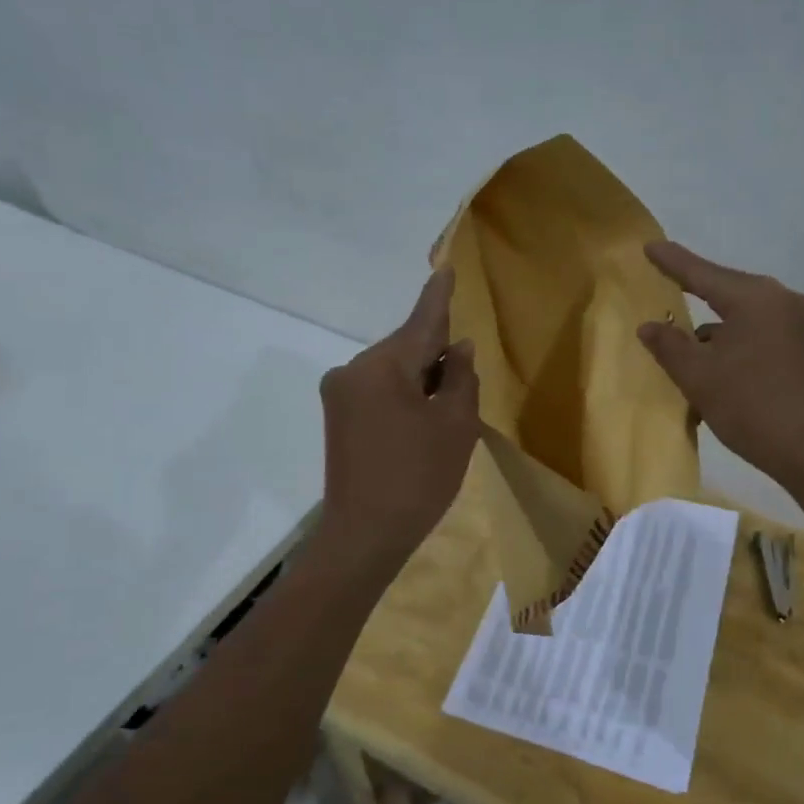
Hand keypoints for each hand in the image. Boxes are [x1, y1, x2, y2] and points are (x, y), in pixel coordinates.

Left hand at [315, 269, 479, 573]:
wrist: (364, 536)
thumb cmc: (418, 478)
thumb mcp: (455, 426)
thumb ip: (460, 379)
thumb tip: (459, 349)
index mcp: (381, 367)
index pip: (421, 323)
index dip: (439, 297)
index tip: (446, 268)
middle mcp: (352, 370)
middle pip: (405, 348)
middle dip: (437, 353)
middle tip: (466, 368)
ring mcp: (340, 395)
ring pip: (392, 371)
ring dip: (422, 378)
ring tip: (448, 404)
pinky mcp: (338, 418)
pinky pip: (379, 391)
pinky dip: (405, 395)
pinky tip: (424, 416)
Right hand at [637, 241, 803, 493]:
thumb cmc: (751, 407)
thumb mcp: (699, 377)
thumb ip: (669, 346)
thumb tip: (649, 325)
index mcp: (754, 298)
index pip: (703, 273)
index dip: (672, 261)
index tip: (649, 246)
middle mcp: (780, 301)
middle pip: (725, 292)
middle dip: (693, 298)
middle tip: (663, 292)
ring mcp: (797, 325)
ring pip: (741, 318)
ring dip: (713, 333)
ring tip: (684, 353)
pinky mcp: (803, 349)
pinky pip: (757, 334)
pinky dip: (733, 345)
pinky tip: (716, 370)